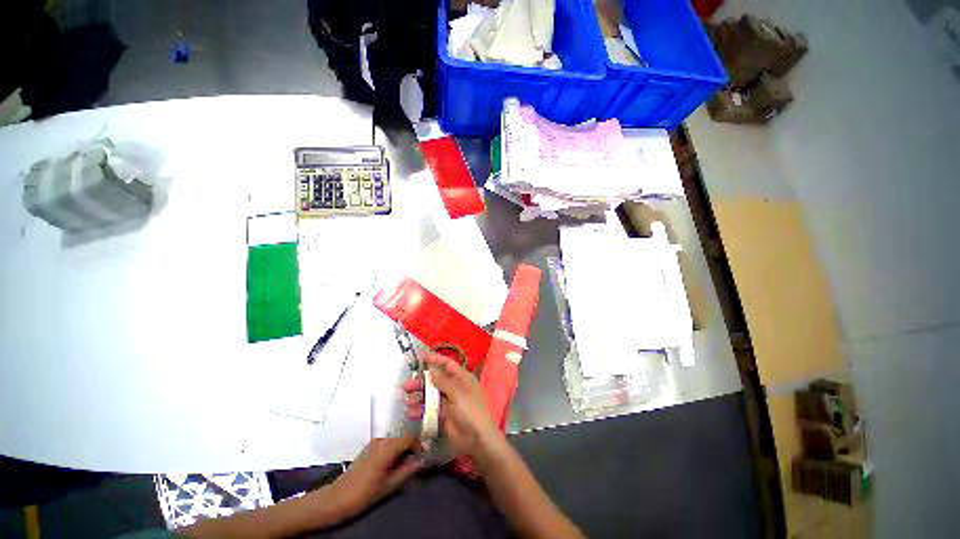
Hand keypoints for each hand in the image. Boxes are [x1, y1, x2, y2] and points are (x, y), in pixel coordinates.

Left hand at [325, 436, 422, 518]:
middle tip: (414, 463)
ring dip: (402, 448)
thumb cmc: (365, 493)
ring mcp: (374, 442)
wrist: (338, 498)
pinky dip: (393, 449)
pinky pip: (387, 442)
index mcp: (387, 447)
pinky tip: (391, 464)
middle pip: (403, 437)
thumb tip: (422, 460)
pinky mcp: (369, 446)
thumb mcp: (389, 485)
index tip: (423, 457)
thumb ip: (408, 470)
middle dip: (411, 447)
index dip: (419, 445)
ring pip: (395, 439)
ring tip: (404, 465)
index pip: (410, 437)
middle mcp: (381, 440)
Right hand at [401, 352, 504, 461]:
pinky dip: (421, 410)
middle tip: (406, 385)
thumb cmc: (470, 411)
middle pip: (436, 380)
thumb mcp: (457, 393)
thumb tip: (432, 369)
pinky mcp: (443, 415)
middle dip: (422, 381)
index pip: (448, 364)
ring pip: (431, 395)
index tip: (422, 356)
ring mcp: (448, 401)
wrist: (477, 439)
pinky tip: (411, 412)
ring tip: (406, 400)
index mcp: (462, 378)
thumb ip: (443, 381)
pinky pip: (430, 409)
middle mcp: (454, 387)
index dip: (436, 359)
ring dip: (419, 396)